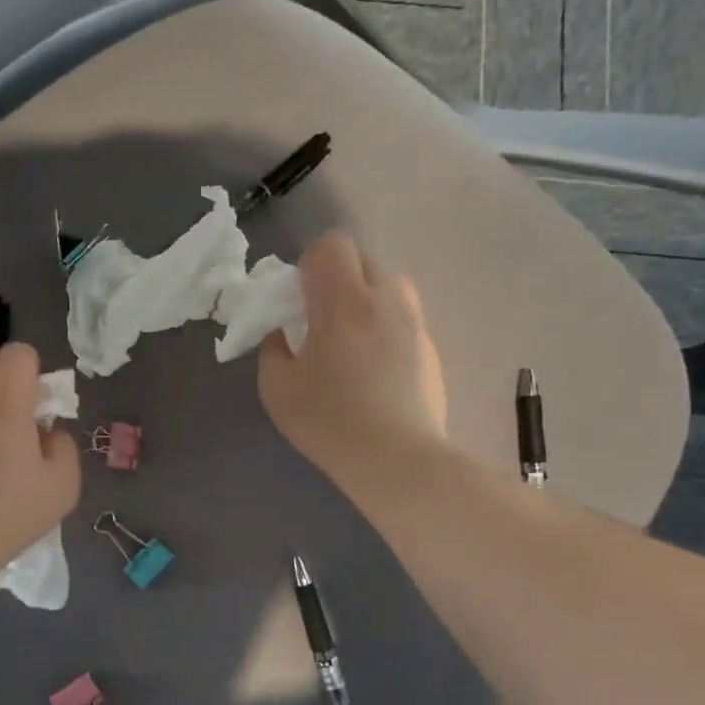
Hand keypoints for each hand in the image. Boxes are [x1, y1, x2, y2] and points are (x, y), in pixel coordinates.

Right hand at [258, 233, 447, 488]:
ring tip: (350, 341)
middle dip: (337, 280)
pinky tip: (375, 370)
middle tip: (320, 320)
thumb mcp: (277, 388)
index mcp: (345, 301)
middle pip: (362, 260)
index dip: (310, 264)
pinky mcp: (431, 348)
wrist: (397, 459)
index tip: (299, 299)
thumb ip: (273, 348)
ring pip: (388, 287)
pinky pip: (403, 318)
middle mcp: (386, 299)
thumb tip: (283, 333)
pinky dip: (385, 328)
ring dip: (365, 300)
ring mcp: (415, 323)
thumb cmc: (329, 421)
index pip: (332, 245)